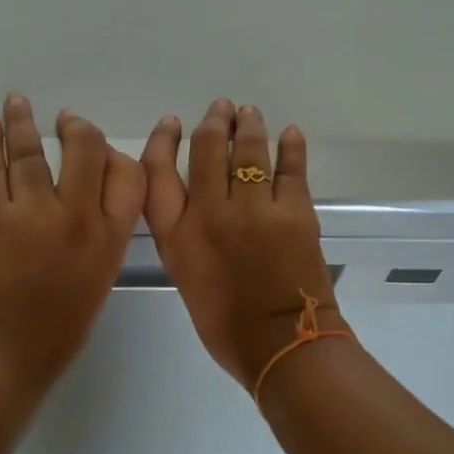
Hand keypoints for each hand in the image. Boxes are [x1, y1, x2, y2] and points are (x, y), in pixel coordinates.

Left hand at [0, 94, 144, 386]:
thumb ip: (103, 232)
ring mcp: (31, 212)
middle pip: (84, 149)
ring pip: (31, 152)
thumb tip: (88, 196)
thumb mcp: (100, 275)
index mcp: (109, 236)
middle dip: (76, 128)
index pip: (127, 174)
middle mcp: (76, 215)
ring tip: (18, 101)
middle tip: (66, 120)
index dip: (116, 153)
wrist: (7, 350)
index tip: (102, 148)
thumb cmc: (61, 325)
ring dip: (23, 122)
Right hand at [142, 100, 346, 389]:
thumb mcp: (186, 276)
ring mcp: (256, 208)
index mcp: (178, 234)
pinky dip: (290, 146)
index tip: (172, 122)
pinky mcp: (295, 210)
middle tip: (222, 109)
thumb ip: (184, 235)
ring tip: (249, 112)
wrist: (282, 345)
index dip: (163, 141)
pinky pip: (291, 167)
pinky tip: (290, 133)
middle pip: (208, 149)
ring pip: (249, 150)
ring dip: (249, 125)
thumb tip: (197, 202)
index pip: (158, 171)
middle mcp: (212, 212)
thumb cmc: (226, 324)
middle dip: (214, 123)